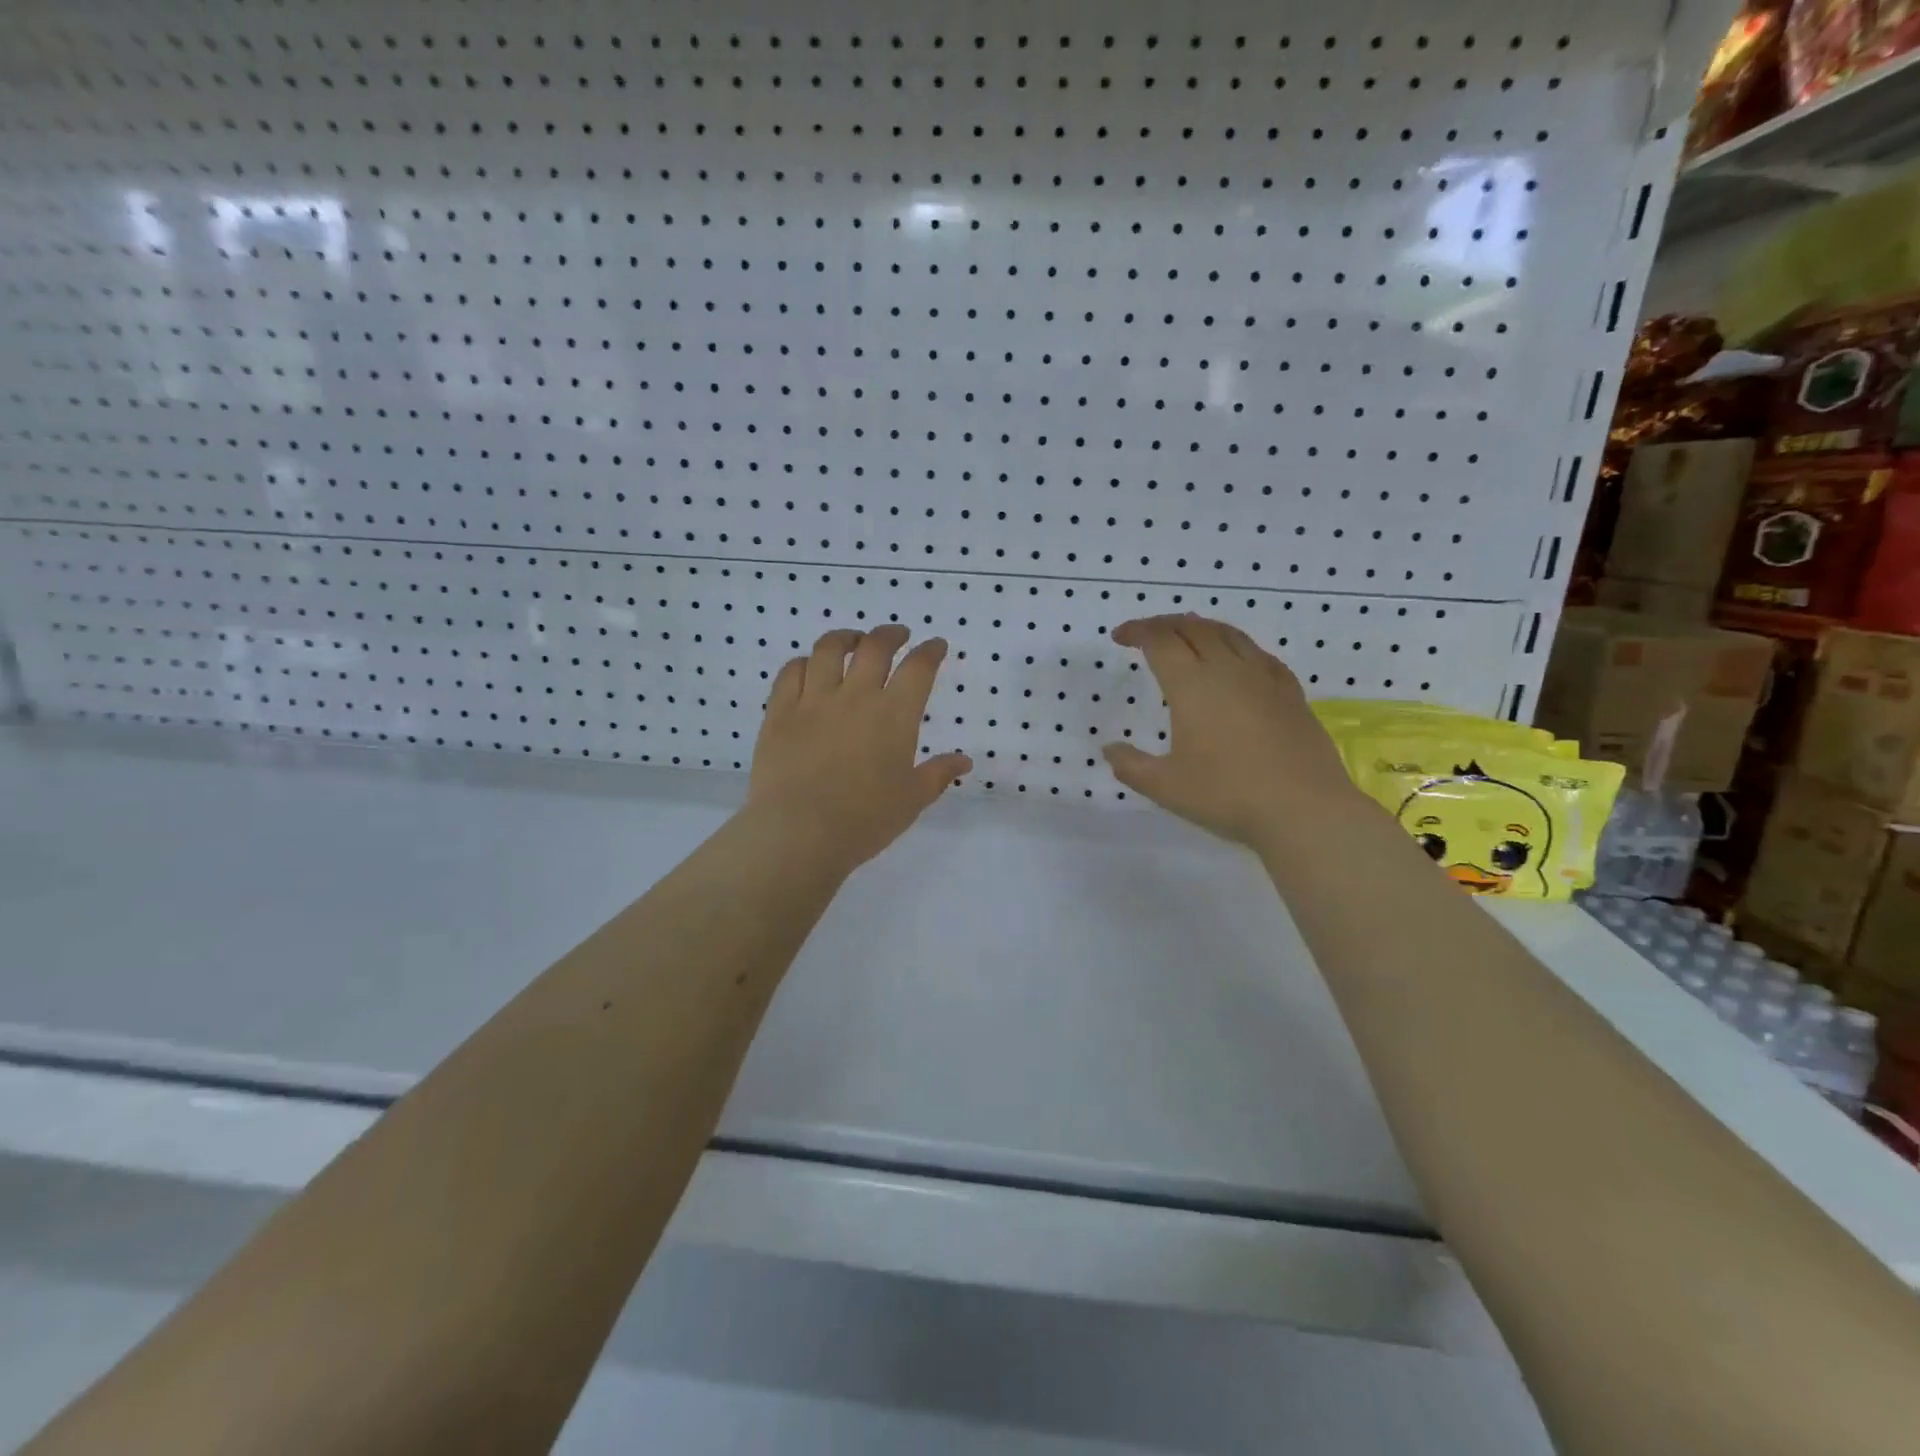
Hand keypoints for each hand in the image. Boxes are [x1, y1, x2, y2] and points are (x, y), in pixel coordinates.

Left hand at [746, 625, 972, 872]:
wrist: (799, 832)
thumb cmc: (865, 819)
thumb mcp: (912, 799)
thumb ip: (938, 774)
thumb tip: (964, 761)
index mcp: (894, 715)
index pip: (918, 668)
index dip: (930, 651)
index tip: (936, 646)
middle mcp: (856, 696)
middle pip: (875, 646)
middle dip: (890, 634)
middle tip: (897, 635)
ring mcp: (814, 700)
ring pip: (828, 649)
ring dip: (845, 638)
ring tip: (852, 641)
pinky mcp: (780, 712)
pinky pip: (791, 672)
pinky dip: (804, 663)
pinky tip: (810, 667)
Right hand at [1102, 614, 1356, 850]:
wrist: (1304, 809)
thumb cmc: (1227, 795)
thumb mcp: (1165, 787)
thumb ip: (1131, 765)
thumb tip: (1110, 749)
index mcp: (1192, 685)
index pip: (1159, 640)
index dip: (1136, 631)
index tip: (1120, 637)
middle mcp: (1227, 669)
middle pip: (1193, 627)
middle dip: (1164, 624)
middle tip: (1146, 634)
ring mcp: (1264, 677)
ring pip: (1228, 633)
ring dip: (1200, 627)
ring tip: (1186, 636)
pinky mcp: (1290, 691)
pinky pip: (1257, 652)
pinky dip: (1234, 645)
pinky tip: (1234, 661)